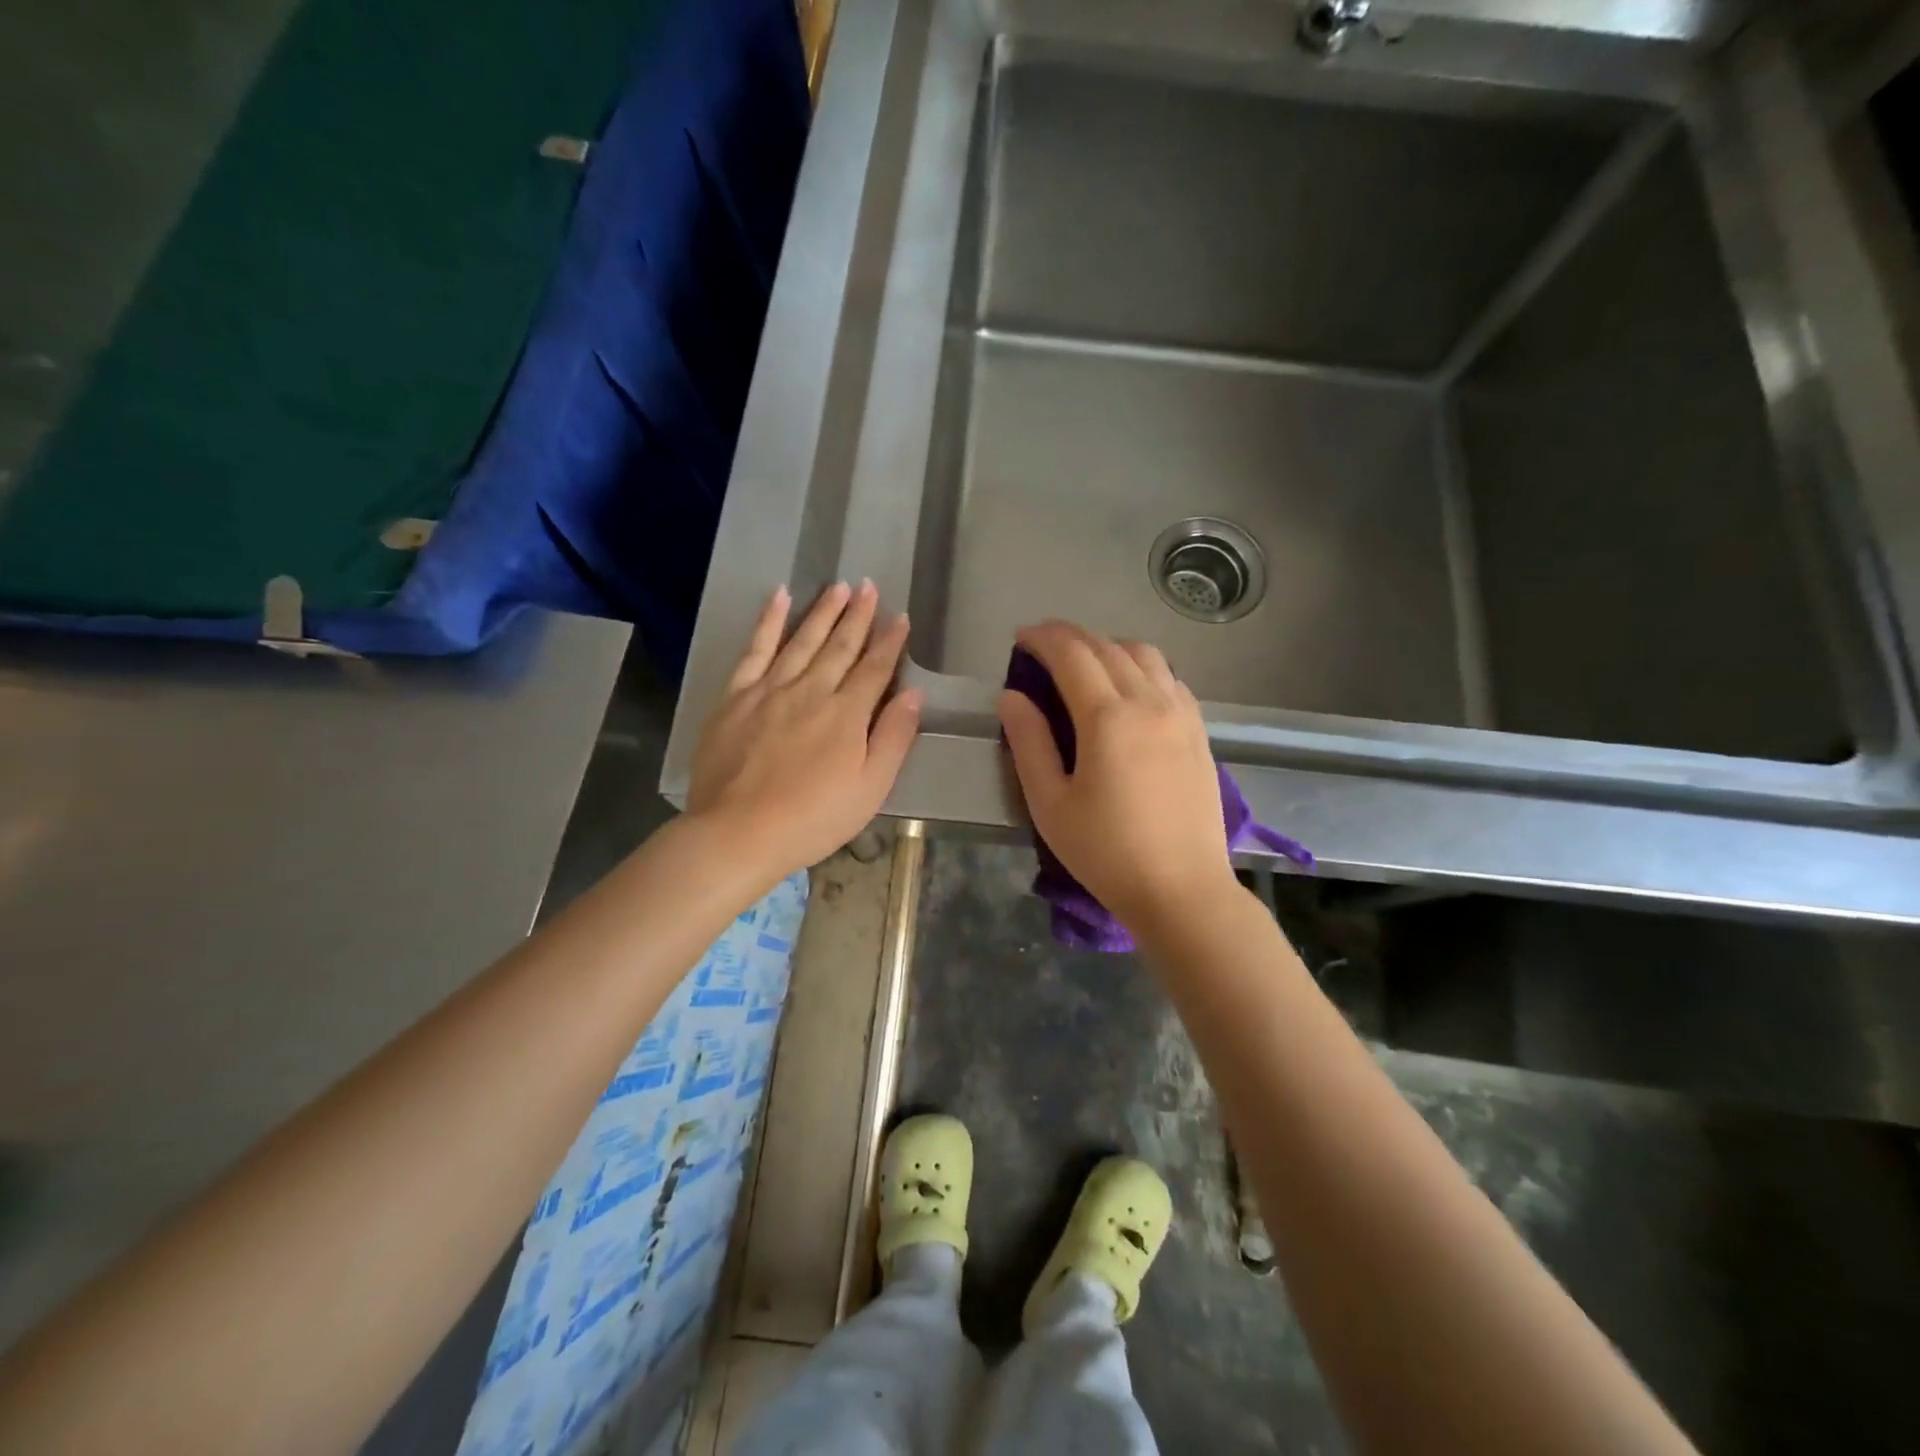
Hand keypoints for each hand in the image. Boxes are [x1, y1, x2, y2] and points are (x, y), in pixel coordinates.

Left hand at [687, 581, 921, 883]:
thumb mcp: (870, 789)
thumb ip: (894, 738)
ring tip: (838, 587)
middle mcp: (811, 691)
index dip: (890, 642)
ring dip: (823, 611)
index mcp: (847, 715)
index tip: (900, 617)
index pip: (875, 669)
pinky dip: (768, 621)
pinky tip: (779, 597)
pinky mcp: (736, 696)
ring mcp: (770, 690)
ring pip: (802, 640)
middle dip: (858, 616)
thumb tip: (913, 693)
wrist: (739, 833)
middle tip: (869, 587)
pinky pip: (755, 649)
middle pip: (840, 646)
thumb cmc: (813, 819)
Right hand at [997, 621, 1235, 931]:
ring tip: (1084, 664)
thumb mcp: (1050, 803)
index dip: (1042, 638)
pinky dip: (1141, 666)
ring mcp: (1181, 714)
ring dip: (1108, 646)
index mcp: (1107, 717)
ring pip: (1144, 654)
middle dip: (1070, 636)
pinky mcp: (1198, 731)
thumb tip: (1011, 696)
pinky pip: (1169, 677)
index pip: (1071, 653)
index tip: (1020, 638)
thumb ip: (1028, 742)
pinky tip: (1129, 688)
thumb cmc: (1106, 852)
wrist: (1182, 890)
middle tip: (1042, 645)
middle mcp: (1149, 701)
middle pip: (1107, 646)